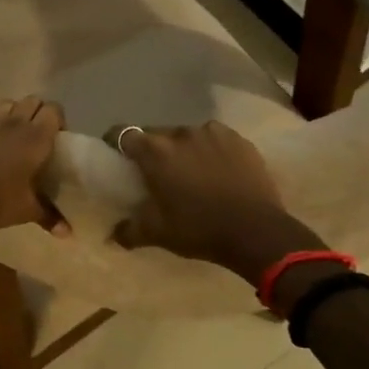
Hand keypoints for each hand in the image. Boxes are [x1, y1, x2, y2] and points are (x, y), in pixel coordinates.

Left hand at [0, 97, 65, 231]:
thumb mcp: (24, 211)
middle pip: (33, 100)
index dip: (58, 120)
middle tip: (37, 136)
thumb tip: (68, 232)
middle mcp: (14, 122)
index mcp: (35, 138)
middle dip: (38, 113)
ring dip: (16, 112)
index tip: (57, 138)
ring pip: (9, 103)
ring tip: (14, 133)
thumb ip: (48, 216)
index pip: (54, 110)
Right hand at [107, 121, 326, 283]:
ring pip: (188, 136)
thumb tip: (112, 236)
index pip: (124, 133)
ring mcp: (213, 133)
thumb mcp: (157, 234)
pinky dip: (212, 151)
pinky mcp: (239, 140)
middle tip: (157, 172)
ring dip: (184, 149)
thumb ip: (129, 231)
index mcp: (156, 151)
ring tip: (192, 171)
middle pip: (157, 134)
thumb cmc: (199, 229)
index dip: (116, 142)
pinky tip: (219, 171)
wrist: (257, 232)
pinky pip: (216, 140)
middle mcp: (181, 133)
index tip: (117, 156)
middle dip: (153, 150)